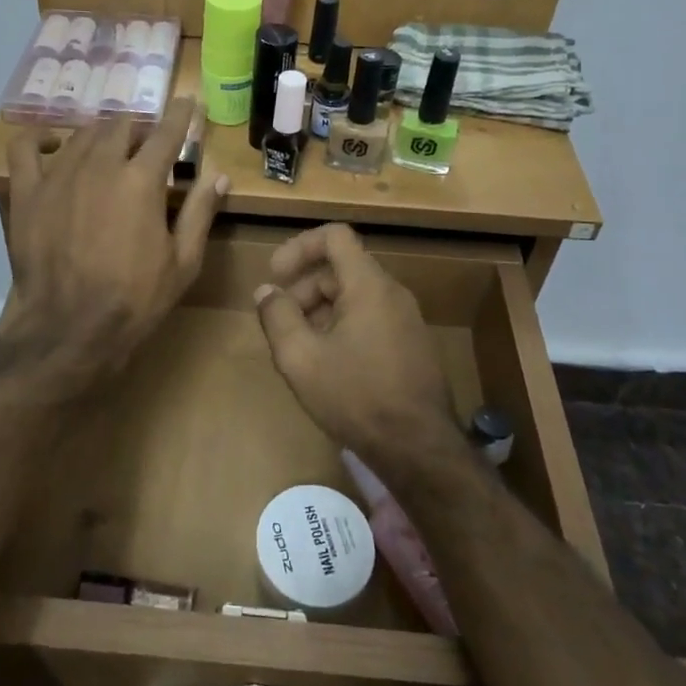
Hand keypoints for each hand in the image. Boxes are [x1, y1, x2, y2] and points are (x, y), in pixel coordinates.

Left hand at [0, 99, 226, 395]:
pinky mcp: (26, 192)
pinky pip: (25, 147)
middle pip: (122, 126)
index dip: (180, 114)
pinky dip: (39, 138)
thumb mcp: (183, 262)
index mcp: (142, 180)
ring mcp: (58, 175)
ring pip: (83, 134)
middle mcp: (100, 164)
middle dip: (140, 128)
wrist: (70, 330)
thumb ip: (201, 212)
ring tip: (110, 149)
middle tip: (147, 145)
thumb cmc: (135, 299)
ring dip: (103, 135)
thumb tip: (220, 176)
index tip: (187, 103)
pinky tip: (53, 144)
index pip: (167, 132)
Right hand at [254, 225, 462, 478]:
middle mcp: (392, 293)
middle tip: (280, 321)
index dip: (300, 247)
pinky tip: (328, 365)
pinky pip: (371, 318)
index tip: (276, 274)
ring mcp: (407, 320)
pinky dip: (343, 326)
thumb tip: (266, 291)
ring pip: (355, 296)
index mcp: (368, 285)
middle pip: (342, 268)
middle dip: (305, 287)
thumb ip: (278, 317)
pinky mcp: (412, 345)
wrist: (418, 448)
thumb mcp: (301, 358)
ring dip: (321, 310)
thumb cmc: (356, 397)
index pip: (335, 236)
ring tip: (300, 347)